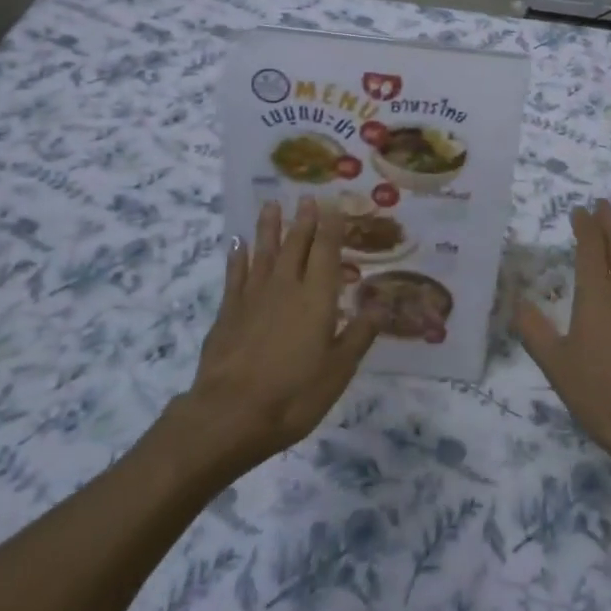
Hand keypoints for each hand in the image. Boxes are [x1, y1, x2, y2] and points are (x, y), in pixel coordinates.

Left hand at [182, 197, 379, 467]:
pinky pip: (235, 275)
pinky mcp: (228, 312)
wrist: (230, 414)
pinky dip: (238, 257)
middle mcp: (286, 286)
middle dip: (304, 220)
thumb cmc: (294, 394)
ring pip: (264, 252)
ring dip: (269, 227)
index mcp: (317, 298)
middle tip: (307, 197)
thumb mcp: (338, 371)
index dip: (332, 227)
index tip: (334, 204)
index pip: (327, 252)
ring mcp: (254, 296)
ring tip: (271, 204)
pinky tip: (238, 244)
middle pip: (296, 245)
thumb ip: (360, 334)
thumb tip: (382, 304)